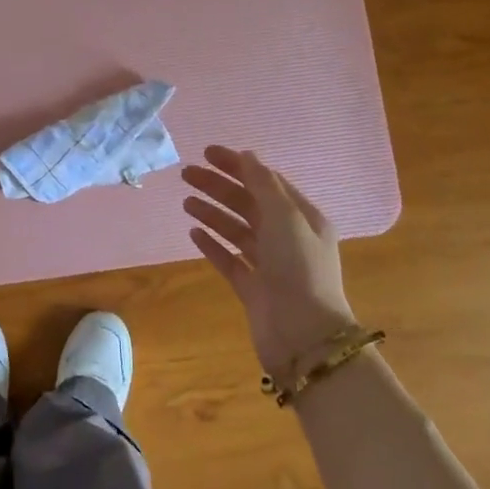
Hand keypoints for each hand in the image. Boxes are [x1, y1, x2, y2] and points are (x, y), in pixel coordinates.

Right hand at [182, 146, 355, 379]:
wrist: (303, 335)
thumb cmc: (299, 268)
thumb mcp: (285, 217)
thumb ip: (264, 184)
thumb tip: (247, 156)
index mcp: (303, 218)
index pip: (266, 182)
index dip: (238, 165)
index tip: (207, 153)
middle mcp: (287, 238)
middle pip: (248, 203)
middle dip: (219, 187)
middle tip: (186, 174)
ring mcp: (269, 264)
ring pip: (237, 230)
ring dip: (212, 213)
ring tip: (186, 202)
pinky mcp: (252, 288)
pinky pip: (230, 259)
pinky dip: (213, 244)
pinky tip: (193, 233)